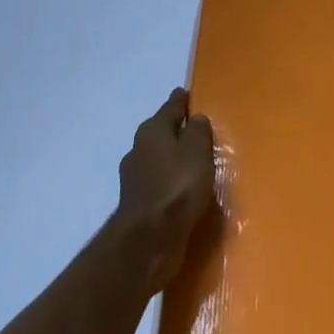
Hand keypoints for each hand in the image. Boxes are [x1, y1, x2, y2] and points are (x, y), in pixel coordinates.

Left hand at [115, 88, 216, 292]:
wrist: (149, 240)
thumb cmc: (177, 186)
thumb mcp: (197, 150)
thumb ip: (198, 130)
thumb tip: (195, 119)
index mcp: (152, 130)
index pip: (170, 107)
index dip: (181, 100)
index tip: (187, 93)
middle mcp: (139, 149)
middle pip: (161, 132)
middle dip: (176, 129)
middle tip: (196, 128)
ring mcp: (135, 178)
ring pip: (159, 158)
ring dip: (173, 158)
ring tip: (194, 162)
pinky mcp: (139, 204)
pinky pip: (159, 183)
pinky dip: (170, 182)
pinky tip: (183, 190)